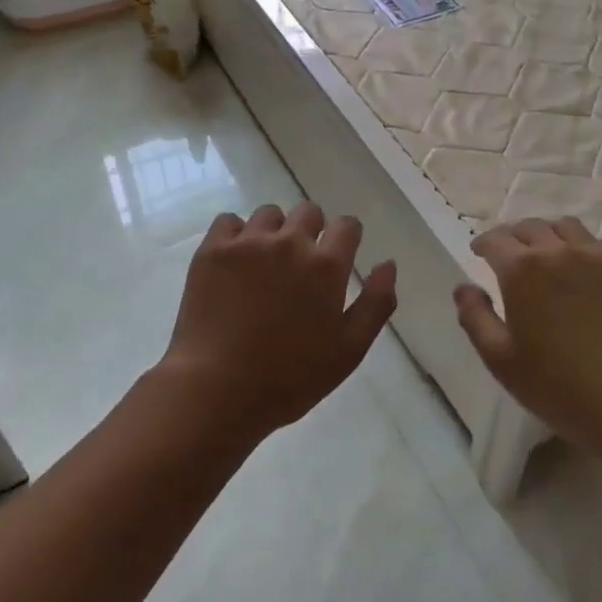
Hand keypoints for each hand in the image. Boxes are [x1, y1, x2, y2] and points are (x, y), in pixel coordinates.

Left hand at [158, 202, 396, 442]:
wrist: (217, 390)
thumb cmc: (290, 378)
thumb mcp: (349, 350)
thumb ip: (376, 303)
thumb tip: (388, 263)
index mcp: (327, 265)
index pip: (347, 225)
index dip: (346, 237)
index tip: (338, 256)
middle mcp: (290, 242)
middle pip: (309, 211)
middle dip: (311, 230)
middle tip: (300, 265)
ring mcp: (248, 242)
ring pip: (270, 213)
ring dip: (274, 231)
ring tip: (265, 264)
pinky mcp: (213, 250)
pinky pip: (229, 220)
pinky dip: (235, 235)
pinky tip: (234, 262)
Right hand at [455, 218, 601, 450]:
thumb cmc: (557, 385)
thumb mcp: (500, 359)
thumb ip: (475, 317)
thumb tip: (464, 288)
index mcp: (521, 270)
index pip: (495, 240)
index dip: (483, 244)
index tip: (478, 253)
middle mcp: (557, 252)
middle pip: (530, 227)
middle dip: (513, 236)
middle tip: (508, 254)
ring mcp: (596, 257)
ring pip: (565, 227)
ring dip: (547, 234)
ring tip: (545, 252)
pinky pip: (597, 243)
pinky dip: (581, 246)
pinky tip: (581, 267)